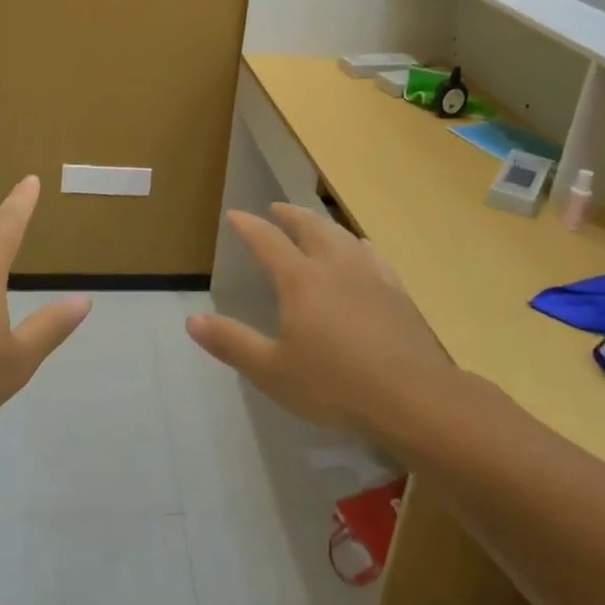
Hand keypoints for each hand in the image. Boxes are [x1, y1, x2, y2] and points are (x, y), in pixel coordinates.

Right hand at [185, 203, 453, 441]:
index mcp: (300, 280)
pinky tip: (362, 250)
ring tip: (314, 223)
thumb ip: (232, 343)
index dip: (249, 226)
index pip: (268, 241)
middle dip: (289, 214)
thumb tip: (192, 319)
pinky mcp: (397, 292)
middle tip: (277, 208)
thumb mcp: (272, 370)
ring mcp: (370, 275)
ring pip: (342, 235)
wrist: (412, 396)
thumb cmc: (334, 384)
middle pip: (310, 226)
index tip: (235, 215)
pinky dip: (357, 244)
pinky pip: (372, 255)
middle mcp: (334, 266)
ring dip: (322, 223)